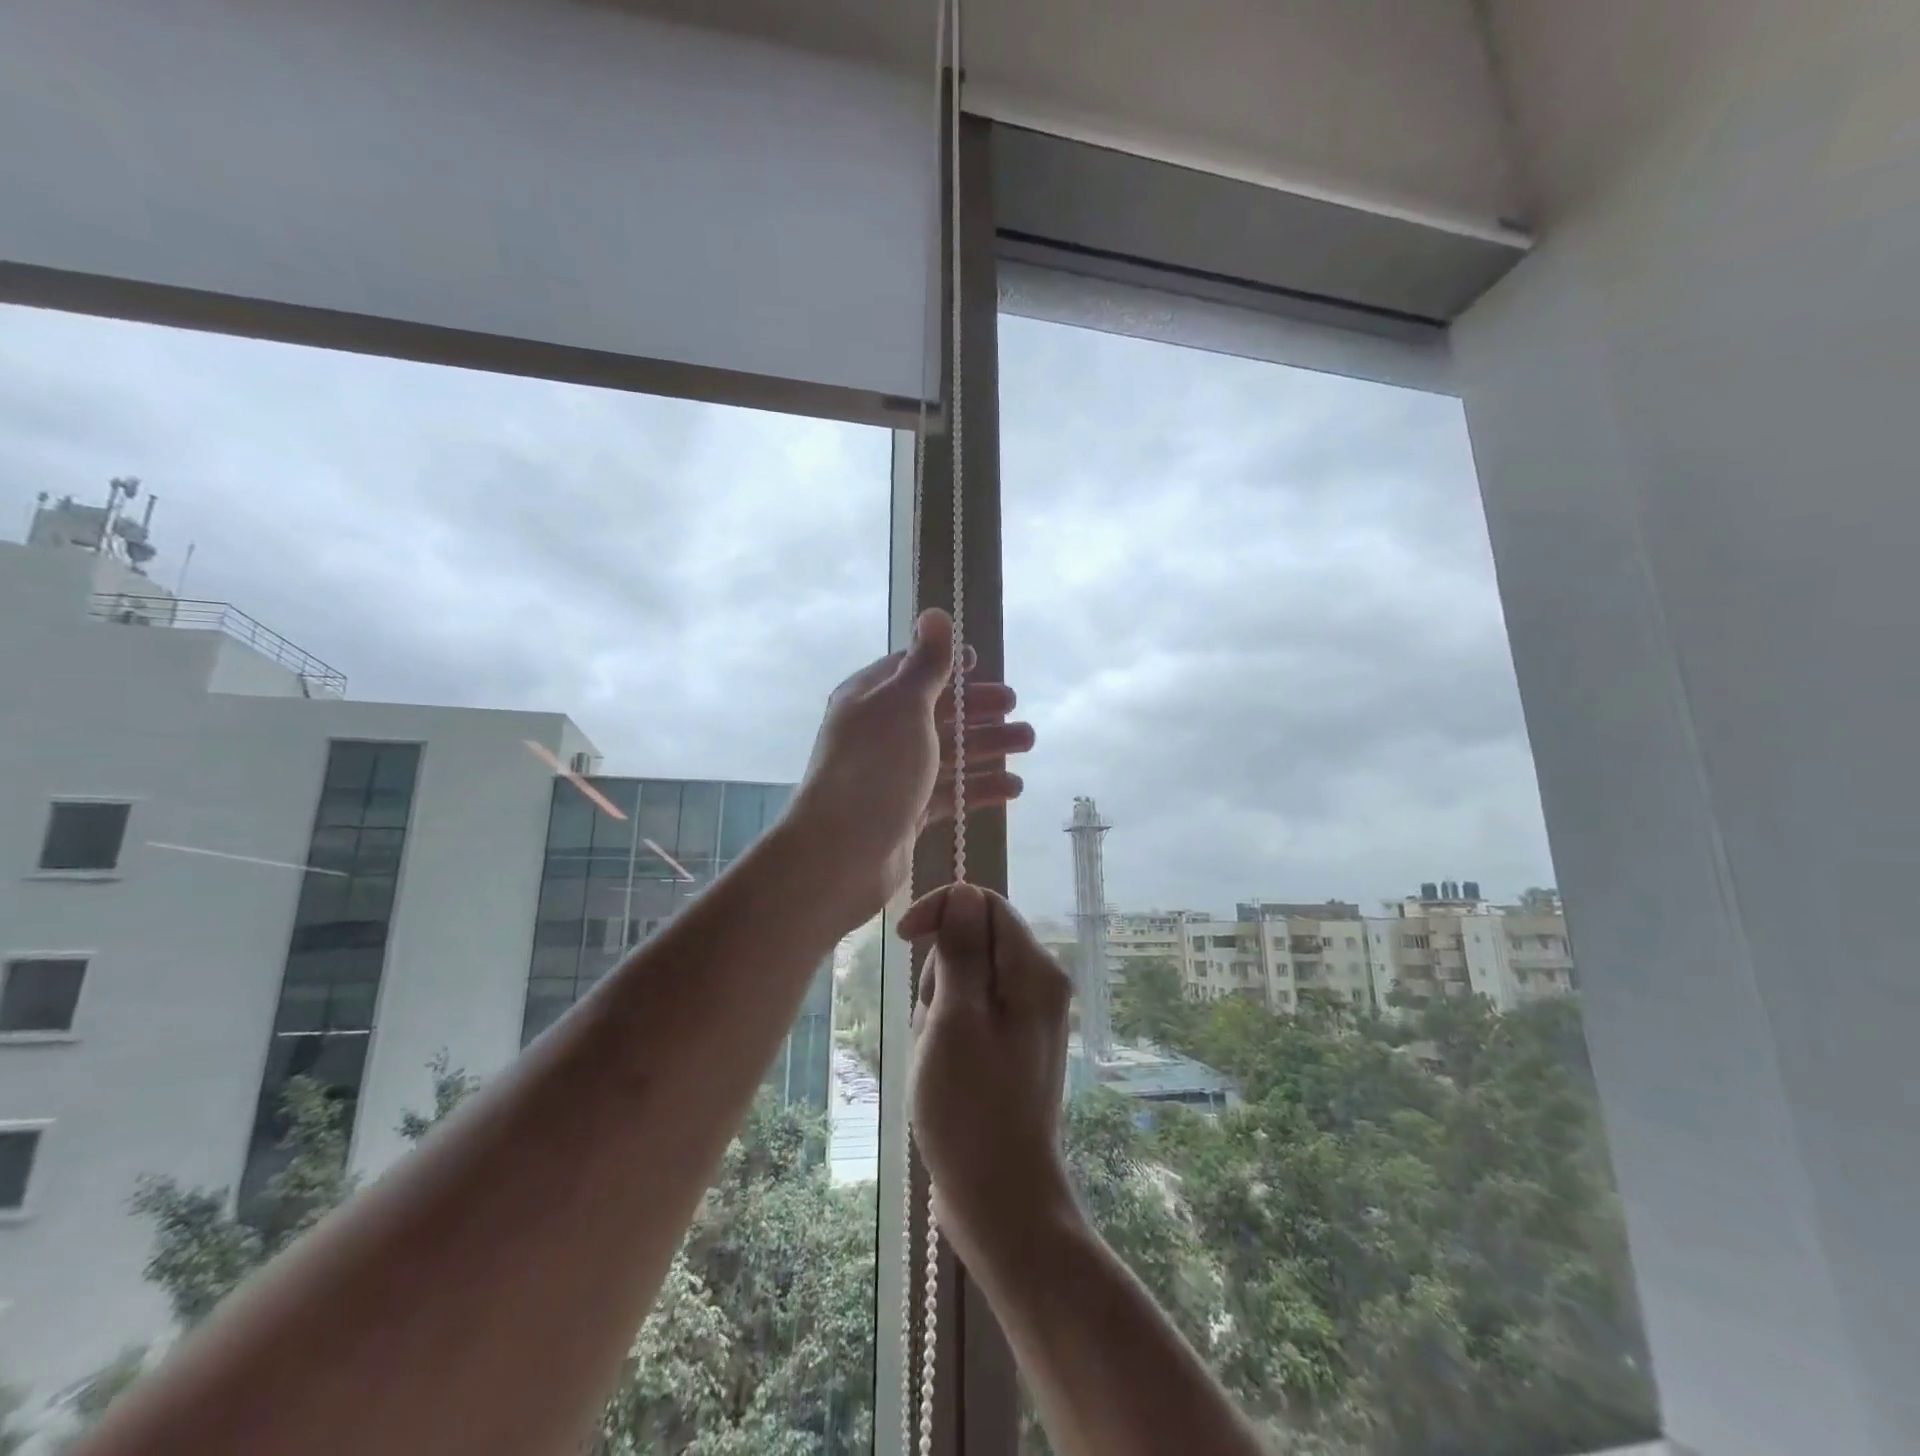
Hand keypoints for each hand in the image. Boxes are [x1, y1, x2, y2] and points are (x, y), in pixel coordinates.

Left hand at [785, 610, 1032, 925]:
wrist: (842, 854)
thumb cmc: (875, 768)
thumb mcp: (904, 705)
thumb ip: (927, 663)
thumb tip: (935, 612)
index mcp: (872, 699)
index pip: (912, 670)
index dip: (948, 665)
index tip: (982, 664)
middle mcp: (881, 733)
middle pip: (937, 712)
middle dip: (978, 708)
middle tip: (1016, 708)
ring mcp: (895, 775)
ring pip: (949, 752)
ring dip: (988, 746)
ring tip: (1028, 742)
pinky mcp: (908, 812)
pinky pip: (950, 793)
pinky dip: (980, 788)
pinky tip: (1013, 788)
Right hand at [903, 883, 1079, 1264]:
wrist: (1001, 1199)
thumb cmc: (972, 1107)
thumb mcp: (956, 1018)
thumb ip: (961, 949)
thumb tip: (965, 892)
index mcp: (1034, 970)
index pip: (985, 903)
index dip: (942, 910)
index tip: (905, 939)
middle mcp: (1039, 985)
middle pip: (974, 941)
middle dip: (940, 972)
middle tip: (934, 1025)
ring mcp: (1027, 1017)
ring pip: (965, 979)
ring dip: (939, 1007)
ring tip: (937, 1056)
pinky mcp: (1012, 1045)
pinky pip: (970, 1012)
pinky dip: (947, 1030)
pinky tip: (943, 1069)